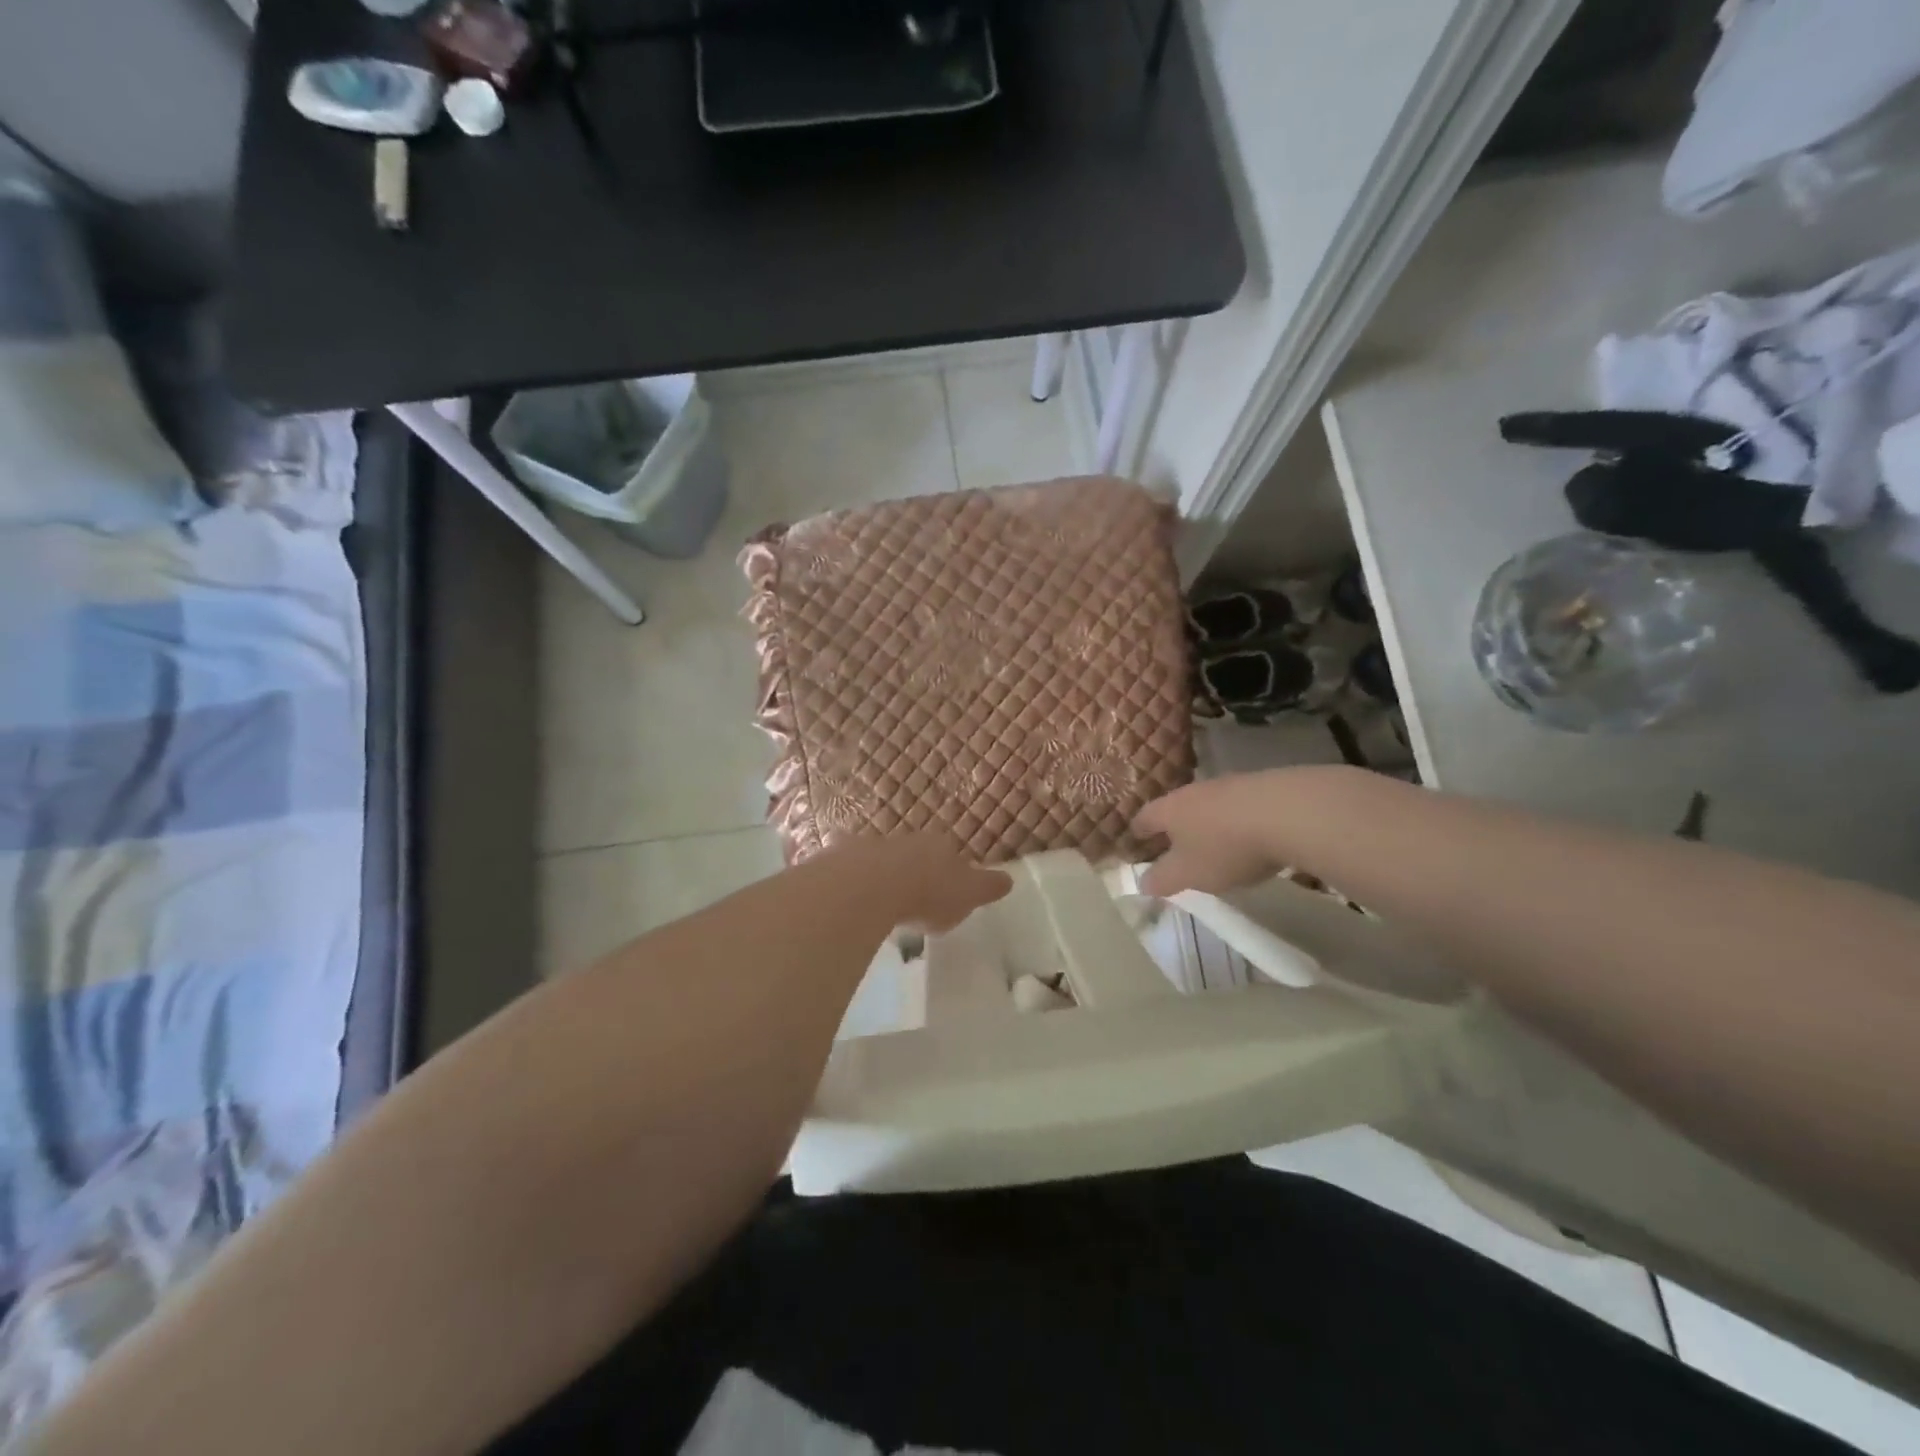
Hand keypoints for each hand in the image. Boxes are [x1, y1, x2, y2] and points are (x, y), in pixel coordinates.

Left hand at [833, 833, 1012, 932]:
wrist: (870, 885)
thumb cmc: (928, 892)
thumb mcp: (968, 895)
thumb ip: (987, 887)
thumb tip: (1009, 879)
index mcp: (941, 847)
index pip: (952, 855)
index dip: (952, 873)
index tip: (950, 891)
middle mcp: (908, 840)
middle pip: (916, 854)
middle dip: (917, 871)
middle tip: (918, 896)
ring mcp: (872, 847)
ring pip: (883, 860)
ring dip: (885, 877)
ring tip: (885, 903)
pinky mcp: (841, 859)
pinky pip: (851, 870)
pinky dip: (854, 882)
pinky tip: (854, 900)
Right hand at [1132, 775, 1292, 897]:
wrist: (1288, 813)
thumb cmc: (1225, 847)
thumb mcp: (1188, 874)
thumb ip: (1162, 879)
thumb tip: (1142, 883)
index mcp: (1170, 810)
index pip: (1144, 818)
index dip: (1138, 832)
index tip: (1135, 842)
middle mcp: (1194, 792)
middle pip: (1176, 808)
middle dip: (1174, 827)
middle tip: (1175, 846)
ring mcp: (1229, 785)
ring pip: (1209, 806)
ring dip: (1208, 824)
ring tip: (1215, 844)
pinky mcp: (1262, 787)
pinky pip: (1239, 807)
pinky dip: (1237, 821)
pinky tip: (1250, 837)